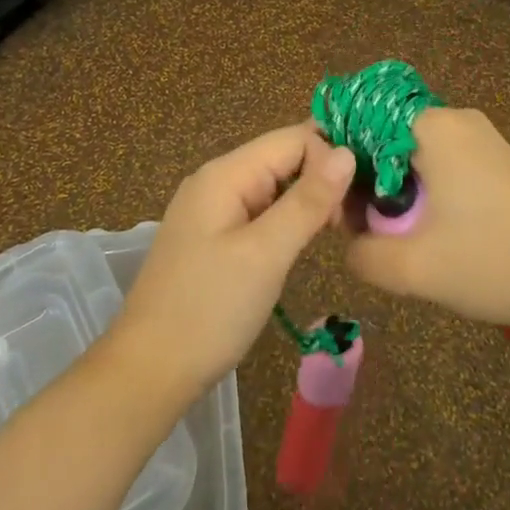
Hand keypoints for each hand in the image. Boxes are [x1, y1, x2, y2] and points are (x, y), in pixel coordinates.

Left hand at [108, 124, 354, 400]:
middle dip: (323, 177)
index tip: (359, 200)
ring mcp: (213, 209)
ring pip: (275, 186)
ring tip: (341, 228)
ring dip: (309, 200)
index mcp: (225, 174)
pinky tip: (308, 240)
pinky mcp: (215, 237)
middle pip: (284, 158)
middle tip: (356, 218)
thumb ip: (308, 200)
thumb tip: (347, 152)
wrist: (150, 370)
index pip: (293, 138)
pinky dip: (289, 219)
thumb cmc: (209, 310)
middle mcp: (217, 180)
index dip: (331, 158)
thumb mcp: (266, 254)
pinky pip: (261, 211)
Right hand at [343, 108, 509, 347]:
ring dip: (391, 189)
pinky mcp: (494, 159)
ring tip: (388, 234)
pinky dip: (420, 189)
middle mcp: (455, 119)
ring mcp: (479, 137)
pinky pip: (438, 162)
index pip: (359, 122)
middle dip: (363, 180)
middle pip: (383, 137)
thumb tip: (349, 242)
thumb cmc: (494, 263)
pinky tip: (424, 229)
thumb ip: (361, 253)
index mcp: (433, 128)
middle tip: (357, 228)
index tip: (331, 205)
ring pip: (409, 153)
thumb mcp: (414, 269)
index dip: (335, 162)